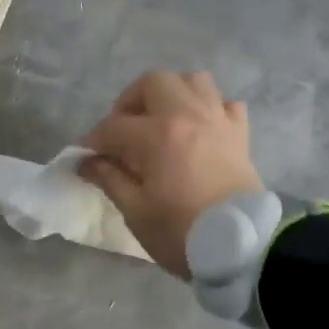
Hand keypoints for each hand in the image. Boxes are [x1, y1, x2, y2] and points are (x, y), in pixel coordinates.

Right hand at [78, 71, 264, 278]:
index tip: (87, 157)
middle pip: (154, 82)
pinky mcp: (240, 134)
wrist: (241, 247)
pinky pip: (225, 104)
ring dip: (172, 93)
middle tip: (123, 130)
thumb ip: (109, 179)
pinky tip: (199, 129)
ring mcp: (218, 120)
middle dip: (131, 101)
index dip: (95, 140)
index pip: (114, 126)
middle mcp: (189, 115)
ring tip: (161, 120)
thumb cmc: (181, 232)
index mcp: (158, 134)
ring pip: (193, 81)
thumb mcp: (135, 211)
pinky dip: (209, 108)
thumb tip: (86, 162)